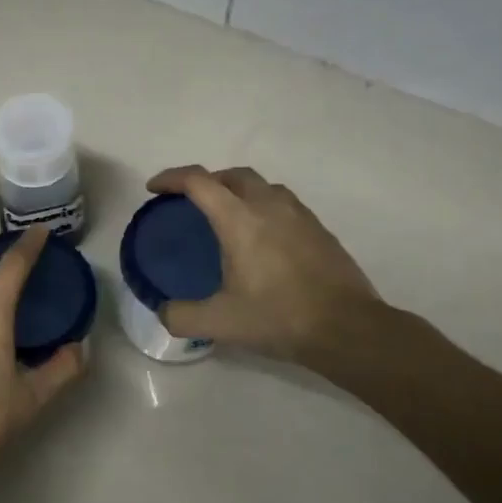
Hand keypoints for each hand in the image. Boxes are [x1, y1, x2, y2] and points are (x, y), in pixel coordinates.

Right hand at [146, 166, 387, 370]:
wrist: (347, 328)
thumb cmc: (279, 318)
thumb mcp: (219, 323)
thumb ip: (181, 316)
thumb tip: (163, 311)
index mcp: (240, 220)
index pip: (199, 182)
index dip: (172, 178)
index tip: (155, 188)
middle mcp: (269, 206)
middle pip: (233, 175)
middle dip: (208, 181)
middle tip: (192, 201)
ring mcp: (300, 215)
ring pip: (263, 186)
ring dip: (240, 191)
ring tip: (229, 217)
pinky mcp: (320, 230)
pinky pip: (284, 204)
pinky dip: (264, 208)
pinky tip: (264, 239)